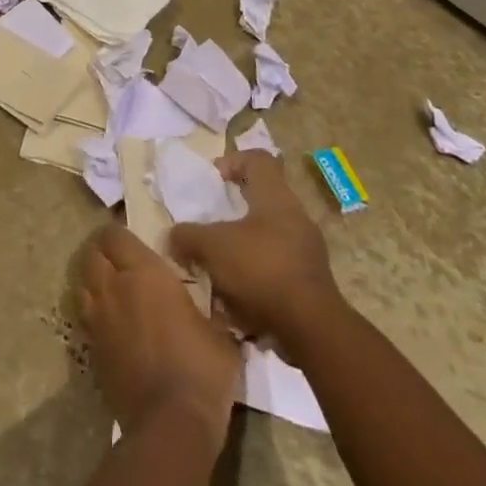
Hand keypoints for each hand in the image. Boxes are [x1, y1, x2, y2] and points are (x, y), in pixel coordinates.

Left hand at [75, 224, 240, 441]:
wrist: (171, 425)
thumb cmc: (200, 369)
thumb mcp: (220, 332)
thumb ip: (211, 307)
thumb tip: (216, 302)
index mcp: (143, 273)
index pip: (115, 235)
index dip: (119, 233)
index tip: (134, 239)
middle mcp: (113, 288)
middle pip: (92, 254)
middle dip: (102, 252)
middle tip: (121, 260)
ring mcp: (98, 319)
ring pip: (82, 283)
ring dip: (93, 279)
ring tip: (111, 287)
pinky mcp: (91, 350)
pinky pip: (85, 317)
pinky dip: (92, 311)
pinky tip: (110, 322)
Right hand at [169, 151, 339, 353]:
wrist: (312, 327)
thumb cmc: (260, 268)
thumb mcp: (211, 246)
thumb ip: (188, 236)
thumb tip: (173, 236)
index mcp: (276, 196)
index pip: (259, 159)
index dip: (234, 161)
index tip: (214, 179)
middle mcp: (296, 216)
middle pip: (263, 198)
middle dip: (234, 211)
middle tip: (211, 225)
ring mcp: (307, 250)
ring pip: (269, 235)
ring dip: (243, 246)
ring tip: (219, 265)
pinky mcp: (311, 281)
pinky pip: (277, 266)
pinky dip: (256, 275)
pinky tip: (237, 296)